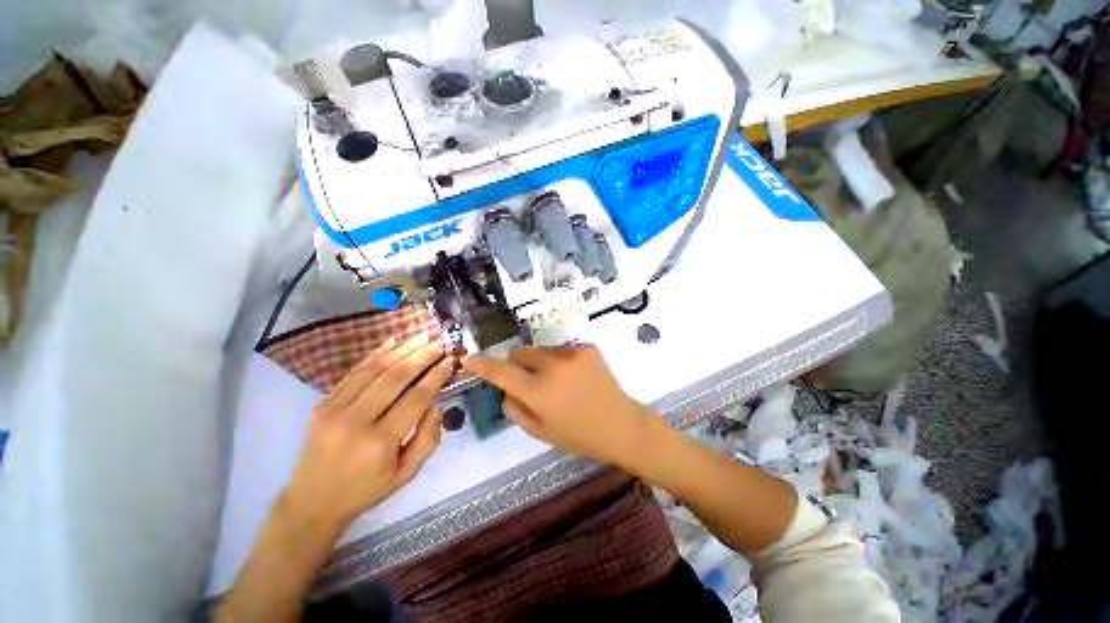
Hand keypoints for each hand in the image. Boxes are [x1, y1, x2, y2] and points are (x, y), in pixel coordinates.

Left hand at [281, 334, 453, 532]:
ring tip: (422, 336)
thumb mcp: (407, 474)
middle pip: (395, 378)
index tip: (450, 360)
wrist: (312, 501)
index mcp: (380, 442)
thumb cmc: (366, 490)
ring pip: (375, 369)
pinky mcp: (323, 403)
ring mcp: (335, 409)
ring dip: (402, 349)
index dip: (436, 376)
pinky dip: (375, 354)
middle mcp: (356, 420)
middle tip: (440, 342)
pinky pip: (354, 372)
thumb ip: (428, 439)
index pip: (416, 398)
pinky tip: (393, 341)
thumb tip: (437, 404)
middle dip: (422, 356)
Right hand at [462, 345, 652, 466]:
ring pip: (542, 350)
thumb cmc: (579, 435)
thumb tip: (507, 389)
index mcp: (538, 391)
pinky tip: (576, 377)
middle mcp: (552, 366)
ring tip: (560, 382)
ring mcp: (572, 353)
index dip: (483, 365)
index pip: (502, 372)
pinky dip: (561, 361)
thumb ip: (516, 409)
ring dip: (541, 363)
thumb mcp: (541, 432)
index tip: (469, 358)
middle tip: (530, 382)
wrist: (620, 424)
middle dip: (518, 365)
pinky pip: (562, 350)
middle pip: (521, 353)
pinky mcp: (587, 347)